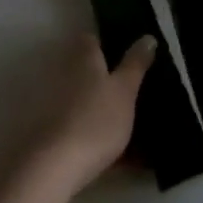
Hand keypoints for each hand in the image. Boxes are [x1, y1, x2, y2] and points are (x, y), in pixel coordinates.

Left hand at [0, 33, 154, 202]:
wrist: (56, 166)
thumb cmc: (96, 120)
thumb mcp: (125, 90)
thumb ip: (135, 64)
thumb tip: (147, 36)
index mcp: (83, 60)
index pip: (91, 39)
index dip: (107, 41)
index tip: (128, 51)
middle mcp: (65, 76)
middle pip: (88, 69)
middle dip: (108, 76)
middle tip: (137, 87)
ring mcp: (56, 105)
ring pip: (86, 99)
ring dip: (104, 107)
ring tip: (133, 120)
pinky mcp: (54, 132)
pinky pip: (83, 126)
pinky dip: (99, 133)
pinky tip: (121, 154)